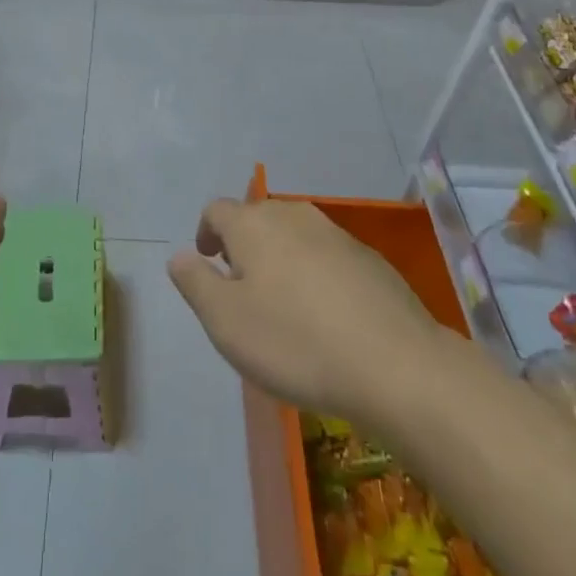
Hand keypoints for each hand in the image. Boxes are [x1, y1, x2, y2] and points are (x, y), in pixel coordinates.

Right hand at [169, 198, 448, 424]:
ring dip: (280, 258)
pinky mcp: (369, 259)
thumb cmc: (295, 342)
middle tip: (240, 286)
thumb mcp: (226, 322)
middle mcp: (293, 216)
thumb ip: (196, 283)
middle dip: (243, 244)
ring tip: (281, 303)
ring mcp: (336, 234)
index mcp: (253, 224)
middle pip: (257, 218)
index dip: (205, 232)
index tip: (206, 260)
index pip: (216, 210)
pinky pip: (327, 256)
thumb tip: (179, 256)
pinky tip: (325, 315)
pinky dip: (315, 273)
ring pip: (294, 235)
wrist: (395, 364)